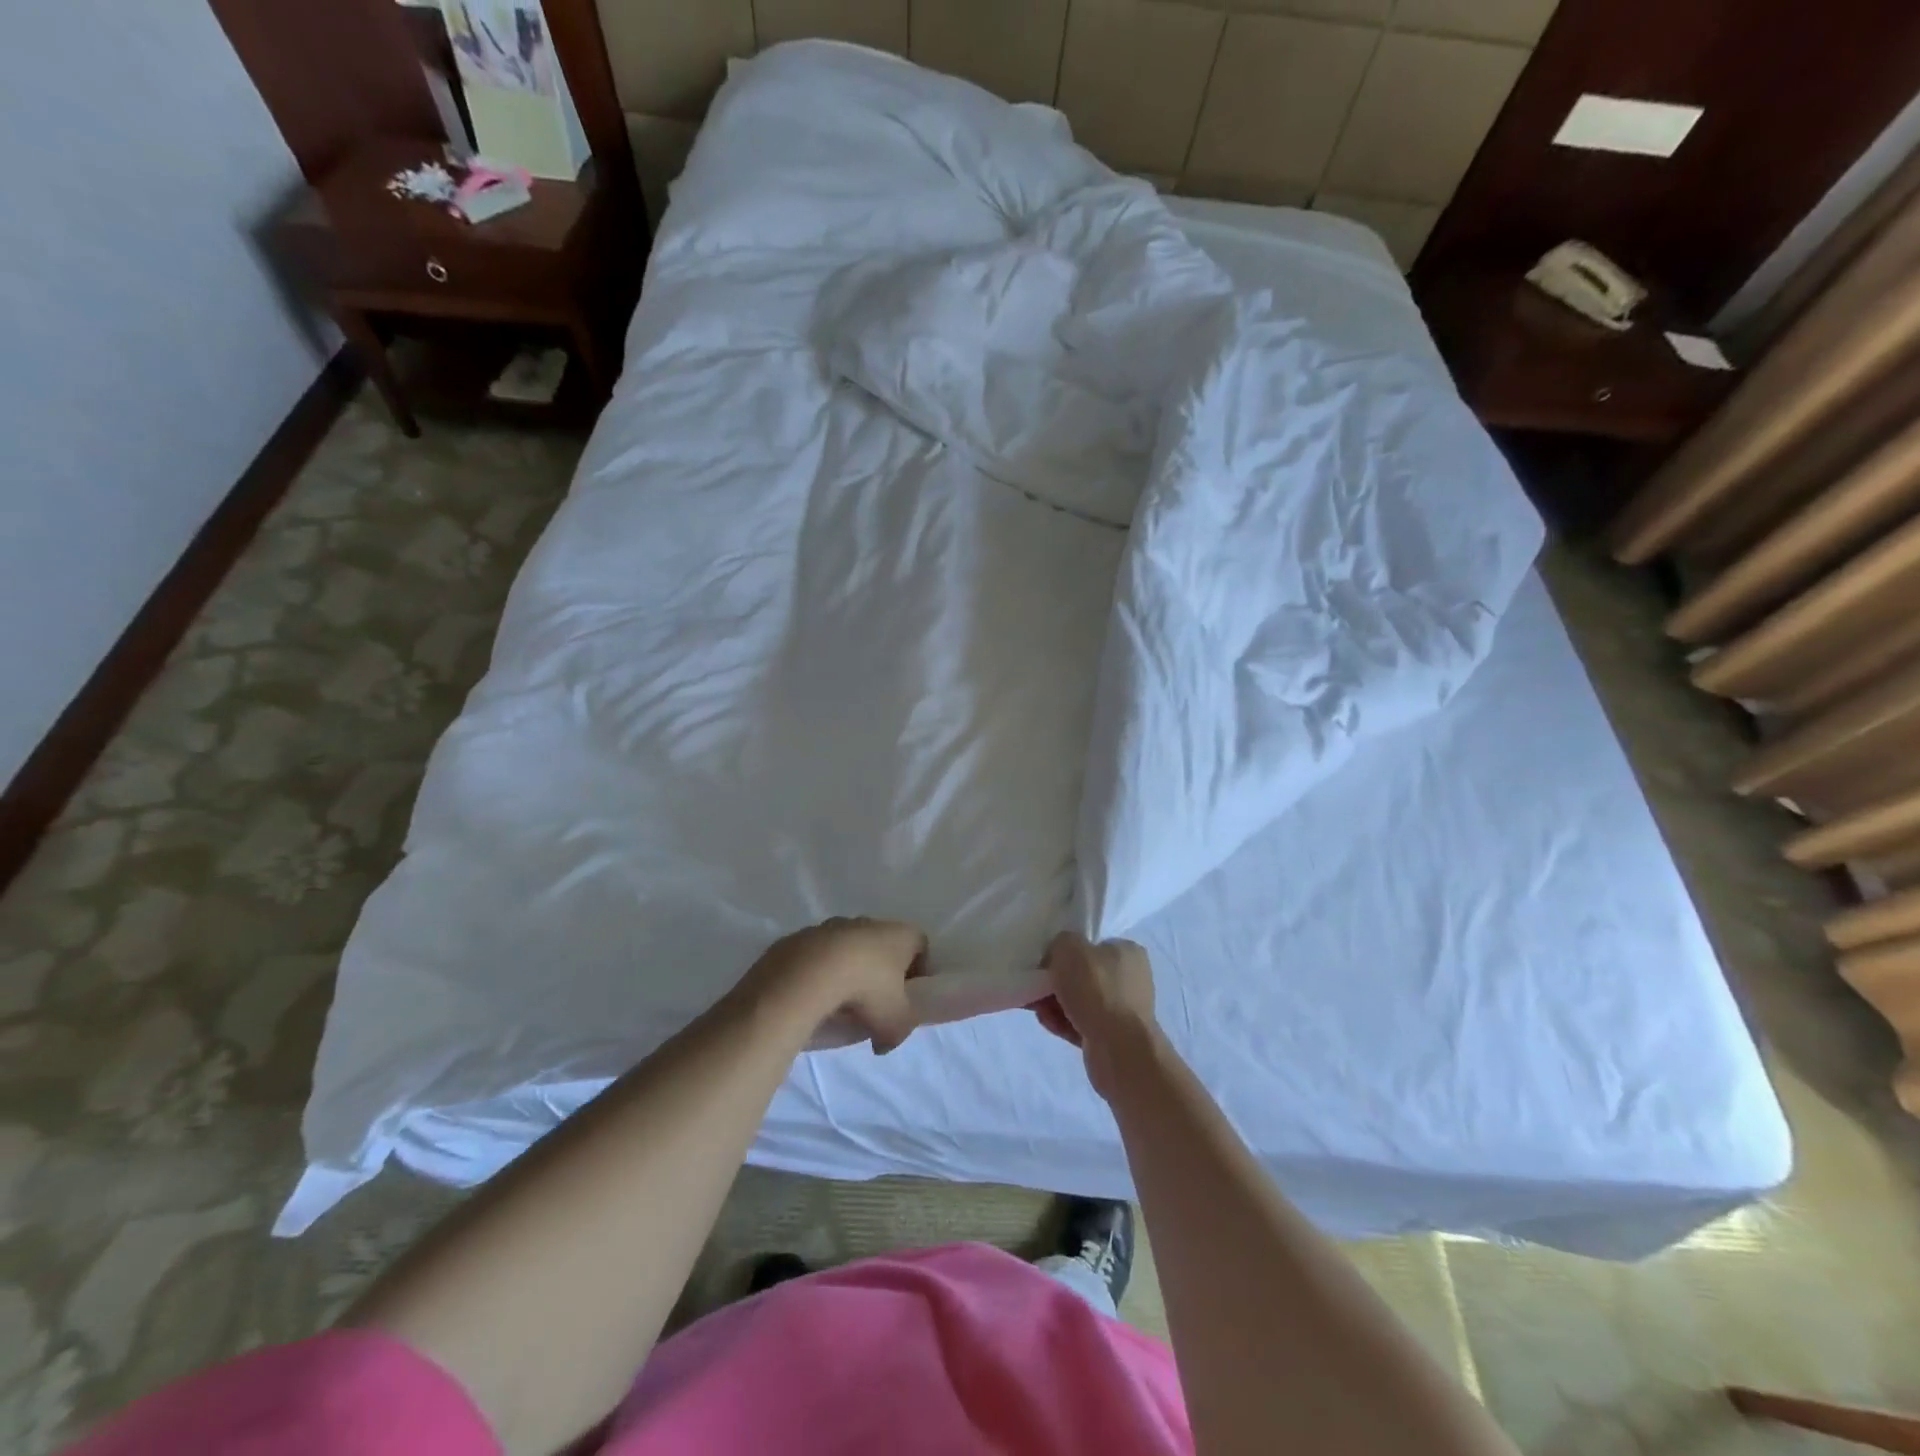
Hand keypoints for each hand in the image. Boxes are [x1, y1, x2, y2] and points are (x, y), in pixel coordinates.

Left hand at [746, 917, 928, 1053]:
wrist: (807, 975)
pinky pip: (818, 956)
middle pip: (883, 945)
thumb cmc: (867, 991)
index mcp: (901, 935)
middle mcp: (870, 923)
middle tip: (875, 1004)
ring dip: (848, 971)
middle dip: (881, 973)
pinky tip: (815, 997)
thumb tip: (884, 1042)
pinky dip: (820, 973)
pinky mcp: (803, 936)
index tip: (910, 995)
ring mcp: (833, 926)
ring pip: (848, 949)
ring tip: (840, 1004)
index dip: (919, 970)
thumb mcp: (895, 1023)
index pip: (920, 945)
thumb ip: (899, 1032)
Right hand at [1031, 932, 1157, 1098]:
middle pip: (1083, 974)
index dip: (1068, 950)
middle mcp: (1129, 979)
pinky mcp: (1113, 1037)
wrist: (1119, 1049)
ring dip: (1055, 1003)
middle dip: (1056, 981)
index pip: (1093, 944)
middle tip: (1036, 985)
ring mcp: (1123, 1010)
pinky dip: (1063, 1022)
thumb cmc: (1097, 990)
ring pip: (1080, 1001)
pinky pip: (1081, 1024)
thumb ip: (1060, 942)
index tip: (1046, 959)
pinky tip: (1046, 1022)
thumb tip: (1058, 955)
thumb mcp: (1069, 948)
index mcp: (1127, 952)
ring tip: (1036, 1006)